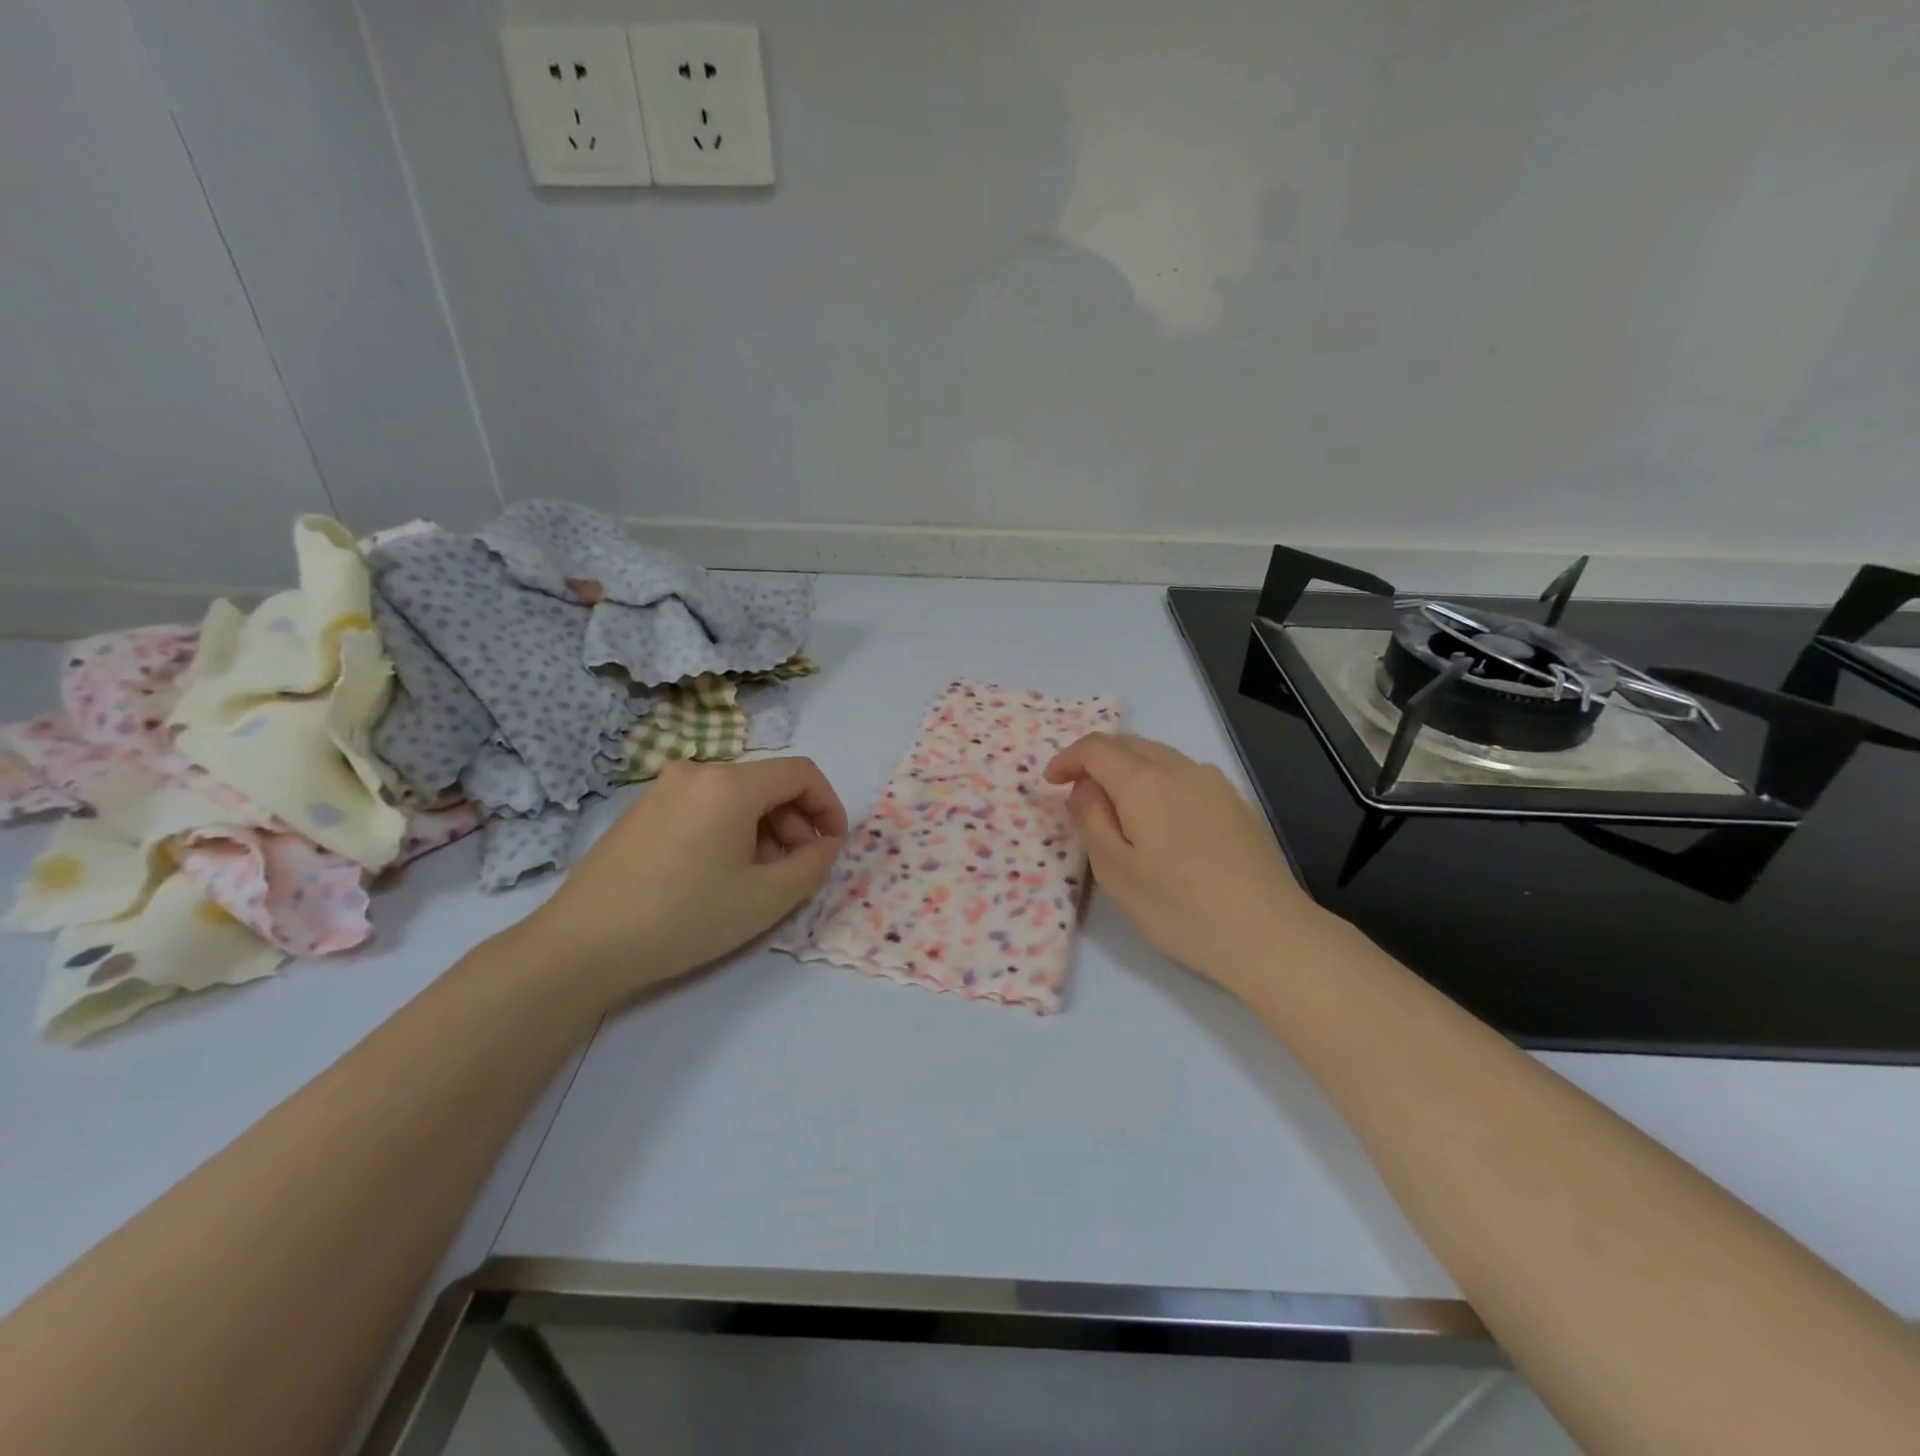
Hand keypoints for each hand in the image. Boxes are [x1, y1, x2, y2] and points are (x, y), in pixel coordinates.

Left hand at [519, 757, 847, 1001]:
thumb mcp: (765, 898)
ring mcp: (664, 789)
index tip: (832, 848)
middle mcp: (697, 772)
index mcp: (730, 783)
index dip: (829, 807)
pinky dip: (730, 832)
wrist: (581, 945)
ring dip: (764, 830)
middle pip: (768, 784)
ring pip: (737, 798)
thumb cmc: (683, 918)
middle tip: (796, 871)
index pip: (802, 774)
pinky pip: (705, 807)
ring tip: (760, 880)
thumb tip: (824, 843)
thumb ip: (812, 864)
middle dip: (796, 823)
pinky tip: (720, 875)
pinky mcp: (642, 811)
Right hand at [1044, 732, 1325, 987]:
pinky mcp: (1236, 801)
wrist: (1268, 934)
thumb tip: (1084, 790)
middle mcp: (1180, 769)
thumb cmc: (1180, 908)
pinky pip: (1184, 774)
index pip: (1096, 748)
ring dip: (1128, 770)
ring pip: (1159, 756)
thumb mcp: (1116, 871)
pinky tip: (1161, 819)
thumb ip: (1091, 820)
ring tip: (1118, 809)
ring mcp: (1213, 782)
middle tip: (1079, 796)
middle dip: (1096, 761)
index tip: (1051, 783)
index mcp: (1144, 783)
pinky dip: (1158, 782)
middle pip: (1128, 744)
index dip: (1067, 758)